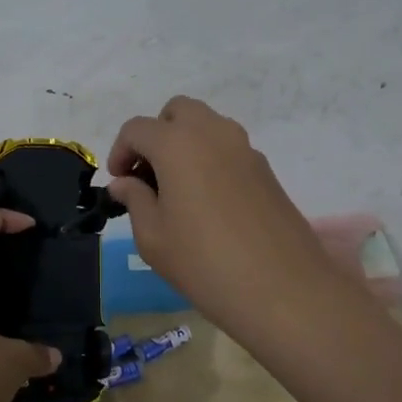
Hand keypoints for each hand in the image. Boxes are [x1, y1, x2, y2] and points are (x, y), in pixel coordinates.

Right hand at [107, 96, 339, 349]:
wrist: (282, 289)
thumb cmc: (203, 262)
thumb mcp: (152, 237)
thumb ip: (134, 200)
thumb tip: (124, 183)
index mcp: (177, 143)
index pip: (137, 129)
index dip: (120, 151)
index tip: (118, 183)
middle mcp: (212, 133)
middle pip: (177, 112)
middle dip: (156, 135)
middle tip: (148, 175)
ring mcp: (245, 148)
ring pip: (207, 126)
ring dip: (185, 144)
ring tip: (177, 189)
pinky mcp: (266, 169)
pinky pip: (228, 149)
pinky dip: (210, 159)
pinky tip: (208, 203)